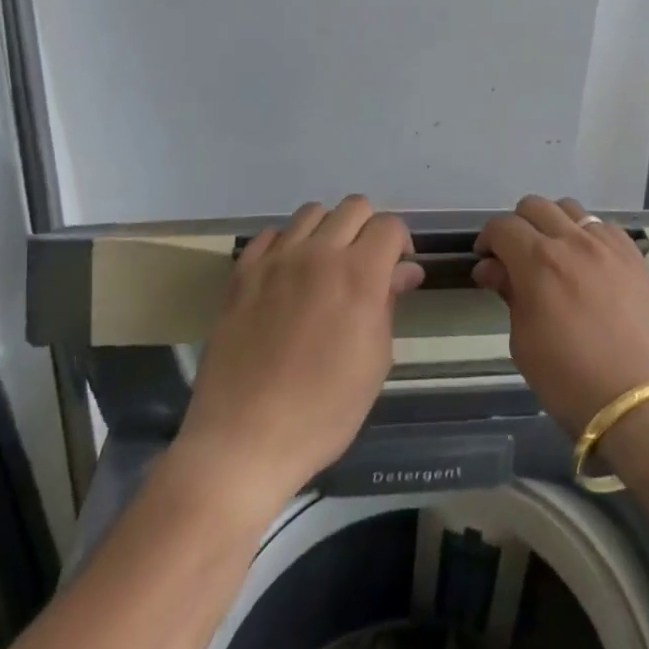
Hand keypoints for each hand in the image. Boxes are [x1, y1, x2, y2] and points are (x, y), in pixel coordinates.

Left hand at [173, 197, 424, 509]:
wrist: (243, 441)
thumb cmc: (322, 411)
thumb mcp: (374, 362)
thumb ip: (389, 304)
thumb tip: (405, 271)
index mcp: (359, 275)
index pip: (390, 225)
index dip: (400, 242)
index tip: (397, 267)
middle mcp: (319, 254)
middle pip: (354, 206)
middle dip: (368, 228)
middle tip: (364, 265)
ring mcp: (276, 260)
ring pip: (311, 212)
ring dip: (327, 230)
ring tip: (324, 266)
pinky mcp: (242, 274)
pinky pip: (271, 235)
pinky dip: (286, 244)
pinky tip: (287, 275)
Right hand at [473, 196, 648, 437]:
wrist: (642, 402)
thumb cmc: (572, 381)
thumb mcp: (524, 344)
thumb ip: (509, 295)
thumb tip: (492, 268)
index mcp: (538, 261)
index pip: (503, 226)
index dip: (488, 239)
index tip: (486, 261)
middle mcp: (572, 240)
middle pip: (535, 206)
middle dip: (517, 225)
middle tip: (516, 257)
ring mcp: (607, 244)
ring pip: (570, 208)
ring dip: (552, 223)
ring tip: (553, 255)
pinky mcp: (634, 254)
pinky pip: (602, 226)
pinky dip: (586, 234)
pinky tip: (588, 262)